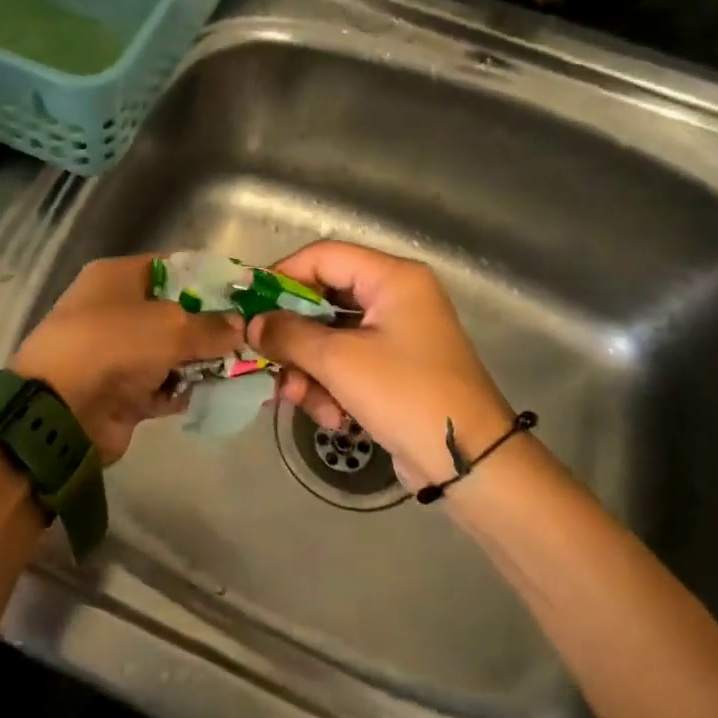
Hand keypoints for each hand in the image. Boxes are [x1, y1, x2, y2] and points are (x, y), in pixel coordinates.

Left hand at [12, 255, 241, 461]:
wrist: (63, 412)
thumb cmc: (114, 348)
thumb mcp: (170, 327)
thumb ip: (211, 326)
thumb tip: (240, 326)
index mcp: (117, 278)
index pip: (174, 268)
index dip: (211, 280)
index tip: (247, 295)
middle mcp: (115, 311)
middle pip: (176, 313)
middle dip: (213, 326)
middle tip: (253, 337)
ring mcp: (117, 354)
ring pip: (172, 353)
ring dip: (203, 362)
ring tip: (245, 368)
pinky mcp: (122, 392)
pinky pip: (163, 386)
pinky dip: (186, 390)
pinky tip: (219, 394)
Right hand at [247, 241, 514, 487]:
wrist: (468, 460)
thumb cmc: (404, 394)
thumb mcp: (338, 361)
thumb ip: (288, 335)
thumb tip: (252, 324)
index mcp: (392, 279)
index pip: (323, 256)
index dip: (281, 276)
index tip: (249, 305)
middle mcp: (395, 298)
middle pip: (322, 301)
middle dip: (293, 338)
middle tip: (267, 361)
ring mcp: (395, 336)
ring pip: (328, 339)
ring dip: (308, 371)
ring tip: (299, 399)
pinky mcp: (393, 370)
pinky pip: (345, 365)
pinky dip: (331, 388)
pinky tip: (333, 418)